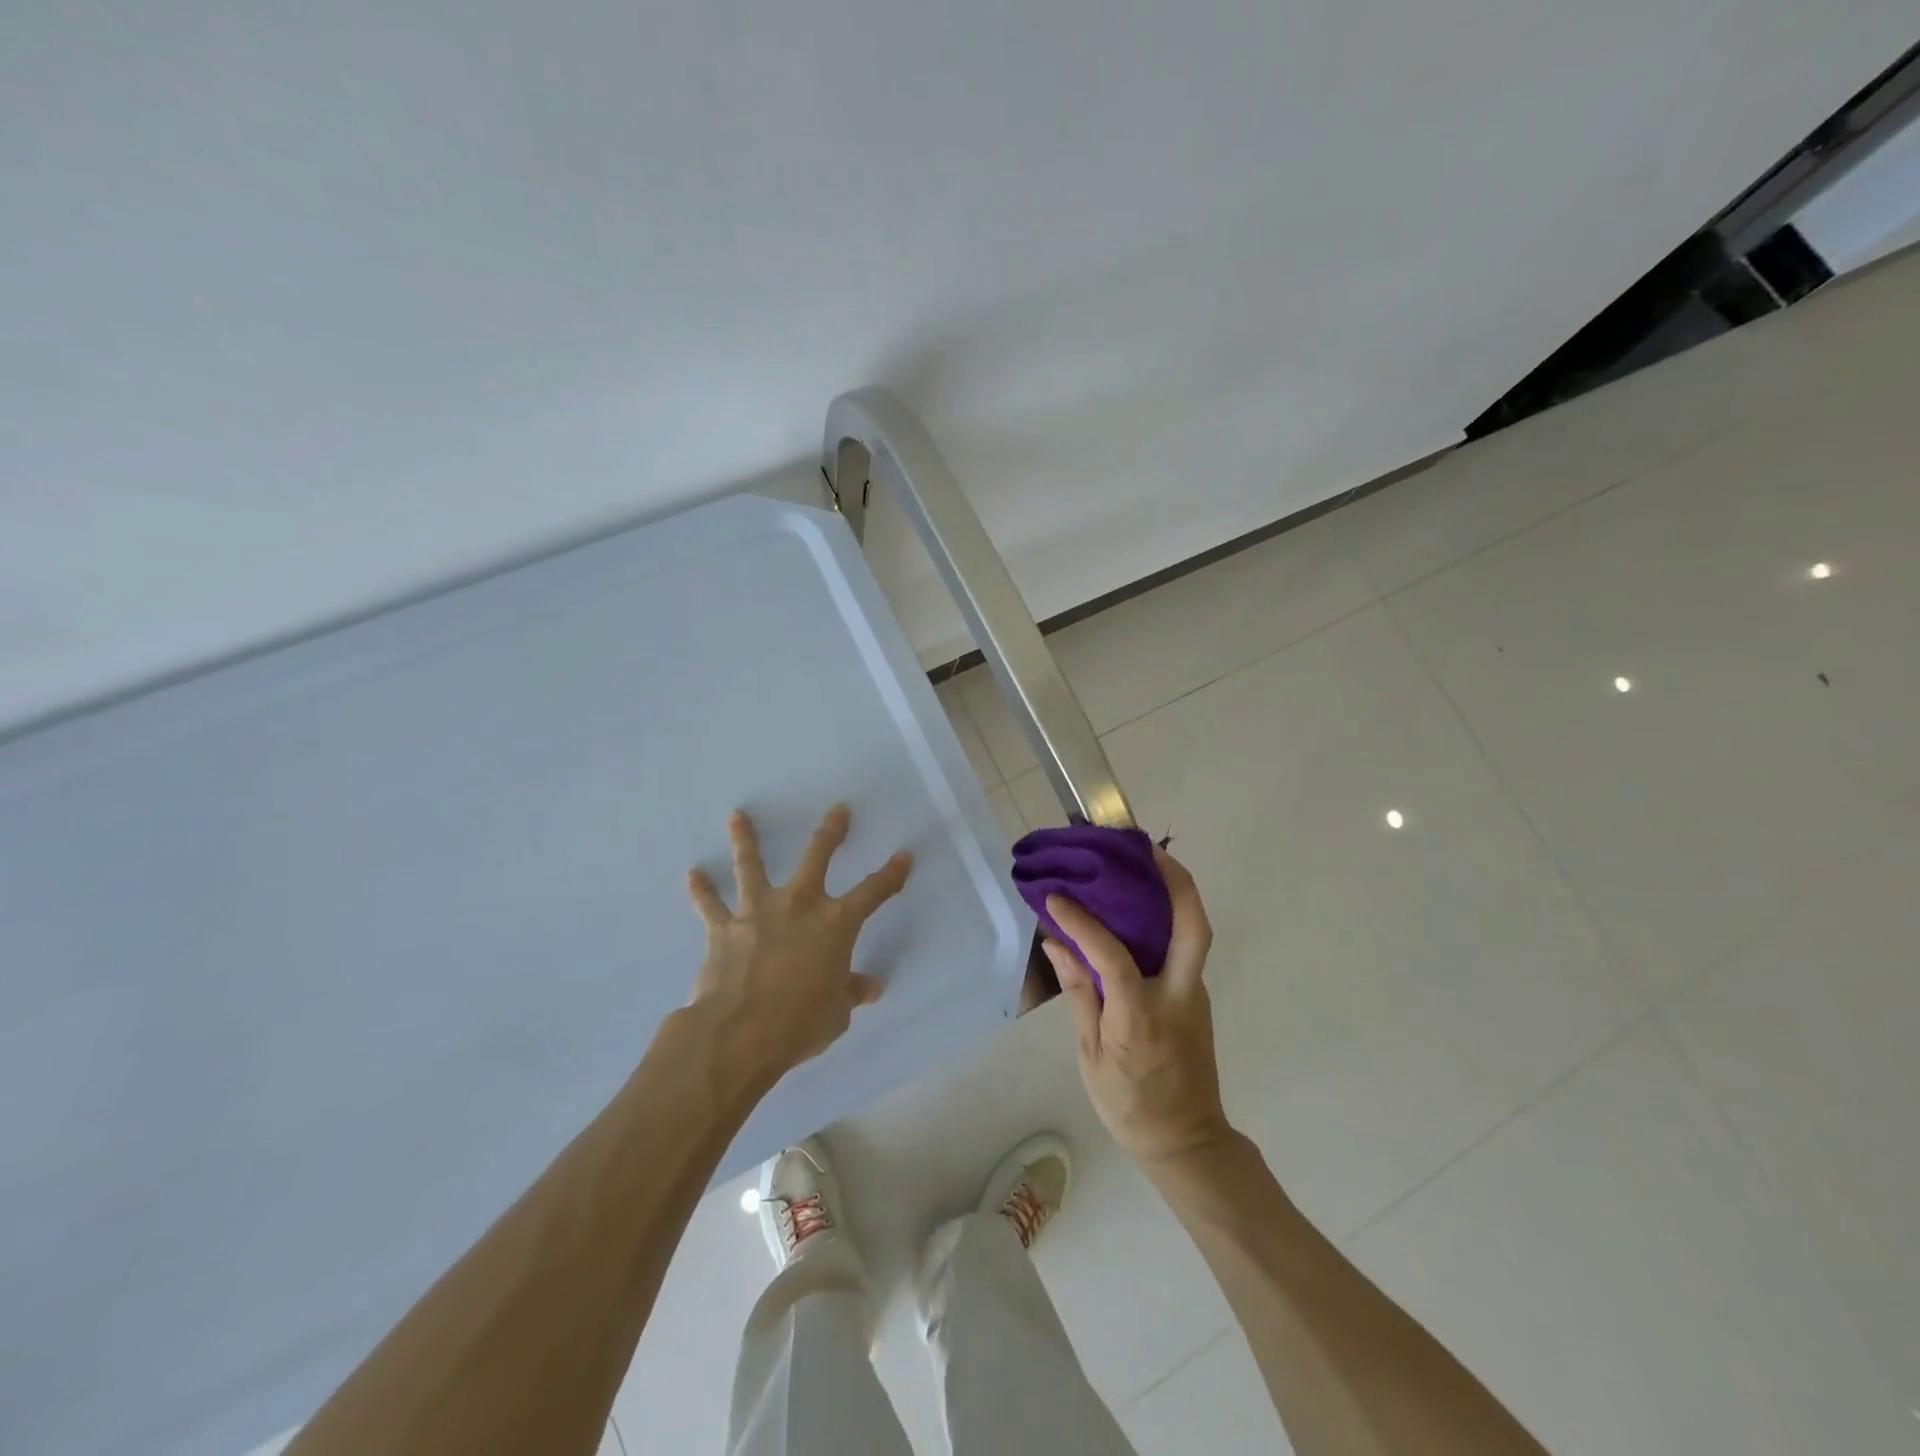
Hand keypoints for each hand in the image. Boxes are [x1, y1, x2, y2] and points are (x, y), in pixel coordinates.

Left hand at [686, 805, 911, 1088]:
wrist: (738, 1034)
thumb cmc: (799, 1024)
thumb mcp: (836, 1013)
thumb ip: (851, 992)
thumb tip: (869, 987)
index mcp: (835, 924)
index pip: (873, 892)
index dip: (891, 875)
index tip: (904, 856)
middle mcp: (798, 905)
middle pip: (817, 856)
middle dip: (831, 831)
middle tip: (838, 809)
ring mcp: (758, 912)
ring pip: (751, 865)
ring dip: (745, 839)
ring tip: (737, 815)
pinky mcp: (723, 929)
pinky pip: (709, 905)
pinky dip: (701, 890)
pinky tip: (692, 875)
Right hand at [1044, 848, 1231, 1168]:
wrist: (1186, 1141)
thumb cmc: (1129, 1104)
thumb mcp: (1091, 1056)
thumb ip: (1080, 994)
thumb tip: (1058, 943)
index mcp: (1141, 1017)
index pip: (1113, 955)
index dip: (1082, 922)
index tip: (1057, 897)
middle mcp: (1178, 996)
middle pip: (1193, 927)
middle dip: (1176, 881)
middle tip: (1146, 849)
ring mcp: (1195, 994)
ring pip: (1194, 932)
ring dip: (1175, 892)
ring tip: (1142, 863)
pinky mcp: (1197, 996)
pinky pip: (1184, 947)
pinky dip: (1167, 918)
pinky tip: (1139, 908)